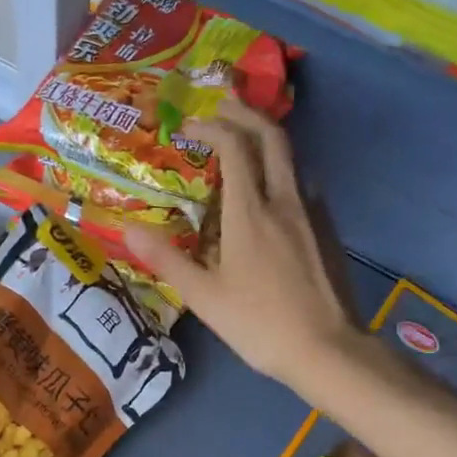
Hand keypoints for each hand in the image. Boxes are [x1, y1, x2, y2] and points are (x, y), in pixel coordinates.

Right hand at [125, 95, 361, 393]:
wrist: (327, 350)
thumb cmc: (259, 324)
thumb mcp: (204, 297)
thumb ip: (167, 259)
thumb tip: (128, 229)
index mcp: (251, 212)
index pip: (235, 147)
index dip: (213, 126)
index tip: (191, 126)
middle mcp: (286, 201)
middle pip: (272, 137)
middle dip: (246, 113)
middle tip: (223, 106)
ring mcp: (313, 214)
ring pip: (293, 159)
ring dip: (268, 140)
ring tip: (245, 144)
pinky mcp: (328, 232)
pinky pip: (304, 186)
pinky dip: (284, 171)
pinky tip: (273, 194)